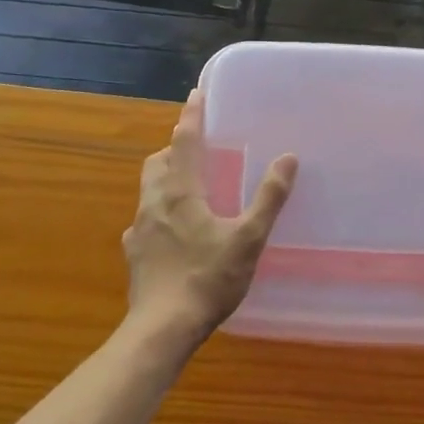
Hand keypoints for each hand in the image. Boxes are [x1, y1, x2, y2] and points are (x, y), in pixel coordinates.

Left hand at [124, 92, 296, 350]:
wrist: (161, 330)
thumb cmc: (207, 279)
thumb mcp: (248, 239)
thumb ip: (268, 198)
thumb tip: (288, 158)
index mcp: (180, 192)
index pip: (184, 141)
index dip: (192, 116)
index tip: (196, 94)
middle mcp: (154, 203)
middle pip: (158, 162)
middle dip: (174, 148)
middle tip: (196, 147)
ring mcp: (139, 230)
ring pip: (149, 189)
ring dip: (165, 178)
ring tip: (189, 186)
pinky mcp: (135, 254)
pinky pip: (145, 220)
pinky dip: (159, 212)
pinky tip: (173, 231)